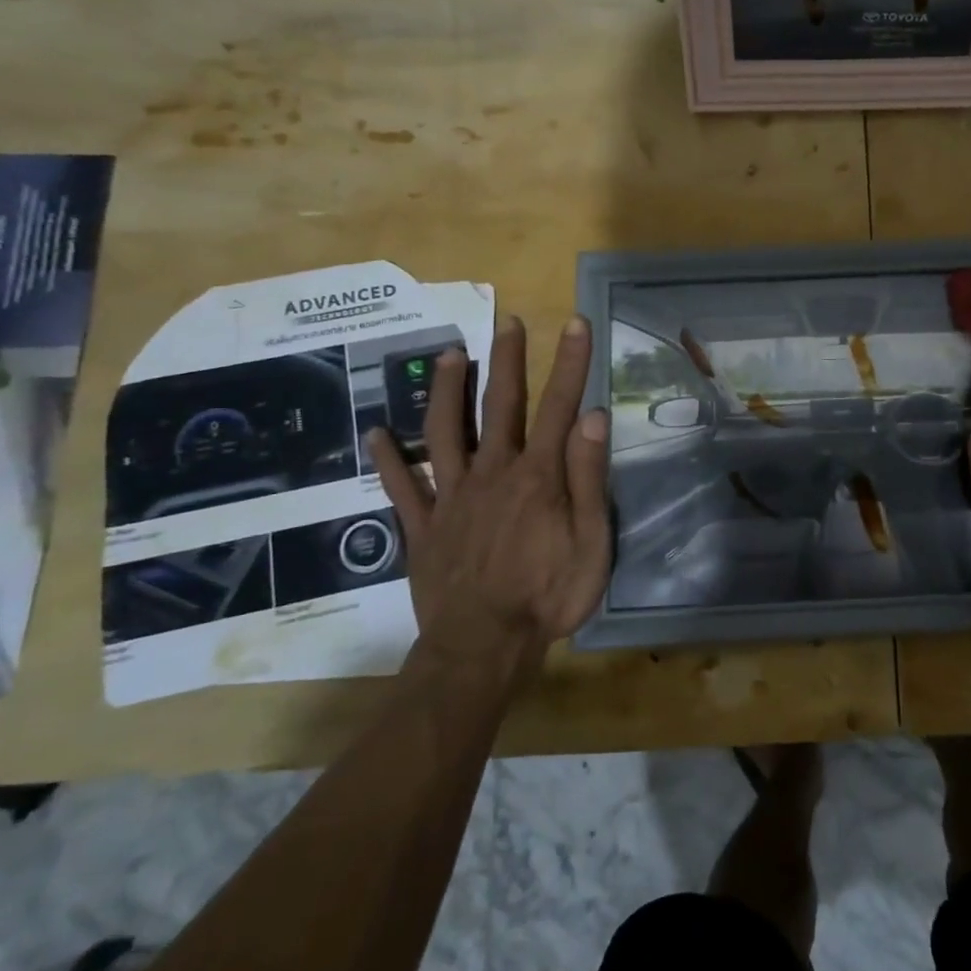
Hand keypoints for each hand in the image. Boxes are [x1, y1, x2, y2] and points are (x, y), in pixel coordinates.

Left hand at [368, 313, 611, 689]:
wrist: (483, 647)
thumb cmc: (548, 596)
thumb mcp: (591, 541)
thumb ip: (589, 478)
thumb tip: (593, 416)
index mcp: (538, 476)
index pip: (558, 406)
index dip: (569, 363)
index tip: (574, 323)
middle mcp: (493, 473)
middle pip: (499, 406)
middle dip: (507, 360)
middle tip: (508, 322)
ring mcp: (452, 497)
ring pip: (446, 432)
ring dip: (446, 391)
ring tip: (448, 354)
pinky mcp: (424, 526)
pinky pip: (403, 487)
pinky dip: (390, 458)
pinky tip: (378, 433)